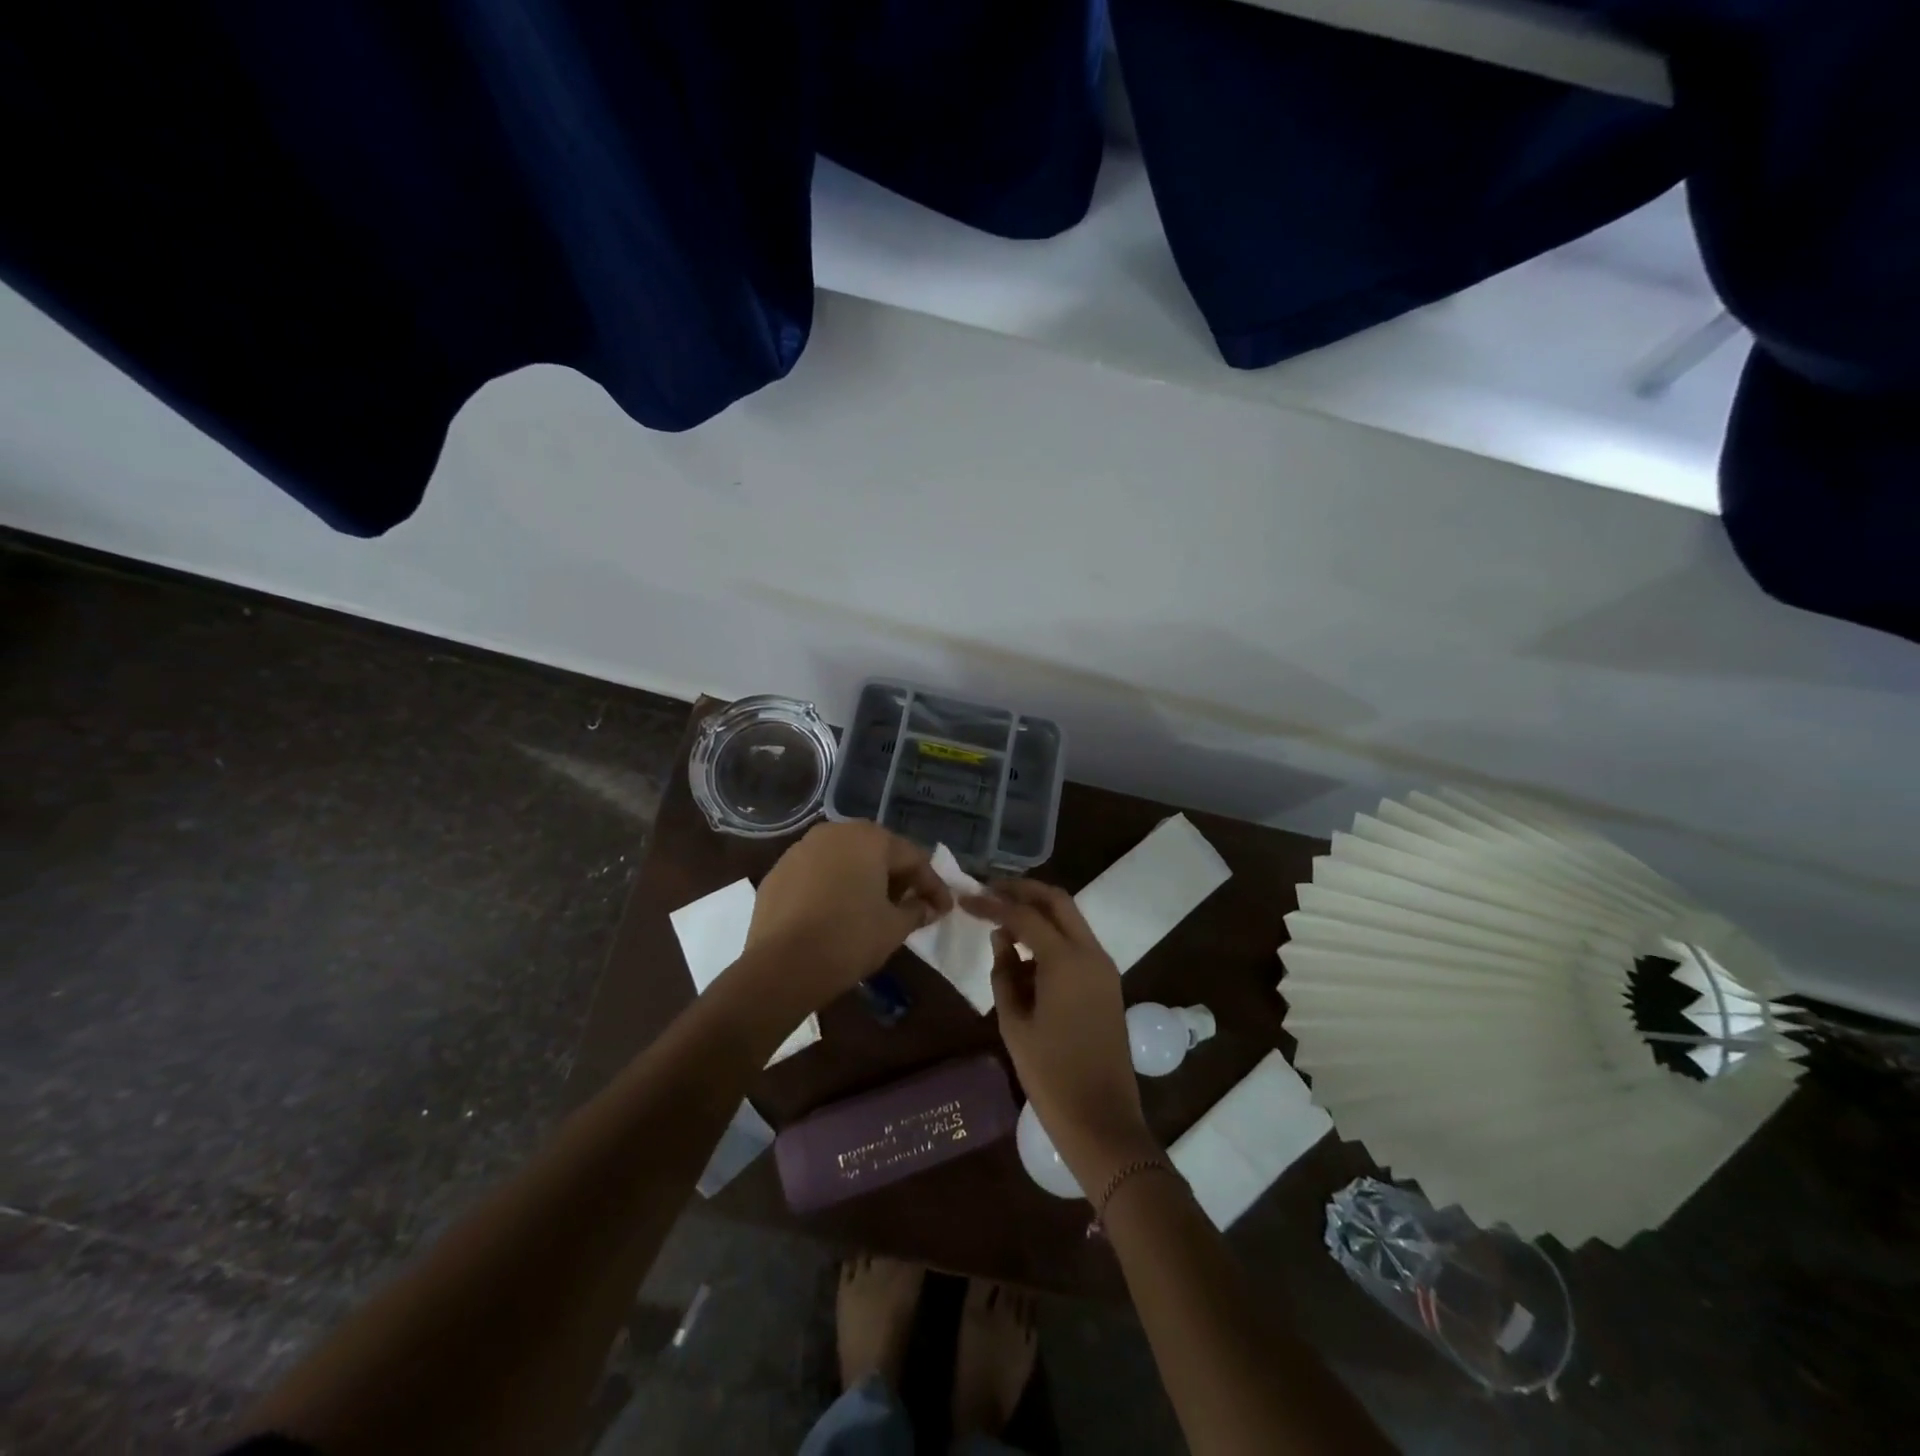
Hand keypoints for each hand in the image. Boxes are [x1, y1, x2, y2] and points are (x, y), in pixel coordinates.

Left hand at [742, 821, 951, 1010]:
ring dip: (864, 879)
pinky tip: (837, 911)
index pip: (913, 858)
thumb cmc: (849, 939)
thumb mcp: (894, 928)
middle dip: (898, 877)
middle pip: (877, 851)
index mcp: (869, 838)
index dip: (932, 886)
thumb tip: (927, 907)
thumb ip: (917, 910)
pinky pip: (818, 873)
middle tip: (911, 905)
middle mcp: (835, 832)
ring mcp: (802, 848)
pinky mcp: (779, 870)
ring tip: (874, 908)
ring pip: (845, 859)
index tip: (944, 909)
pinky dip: (834, 886)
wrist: (780, 966)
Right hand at [962, 880, 1160, 1192]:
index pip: (1024, 915)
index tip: (966, 899)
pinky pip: (1077, 945)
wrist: (1102, 1119)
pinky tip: (1025, 959)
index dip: (992, 904)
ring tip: (1002, 926)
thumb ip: (1004, 973)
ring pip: (1070, 920)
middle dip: (1023, 891)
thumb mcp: (1014, 1023)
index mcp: (1066, 960)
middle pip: (1057, 901)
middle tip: (991, 891)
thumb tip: (1001, 939)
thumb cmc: (1050, 1074)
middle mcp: (1091, 953)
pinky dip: (1052, 939)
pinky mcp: (1108, 984)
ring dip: (1039, 914)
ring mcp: (1104, 968)